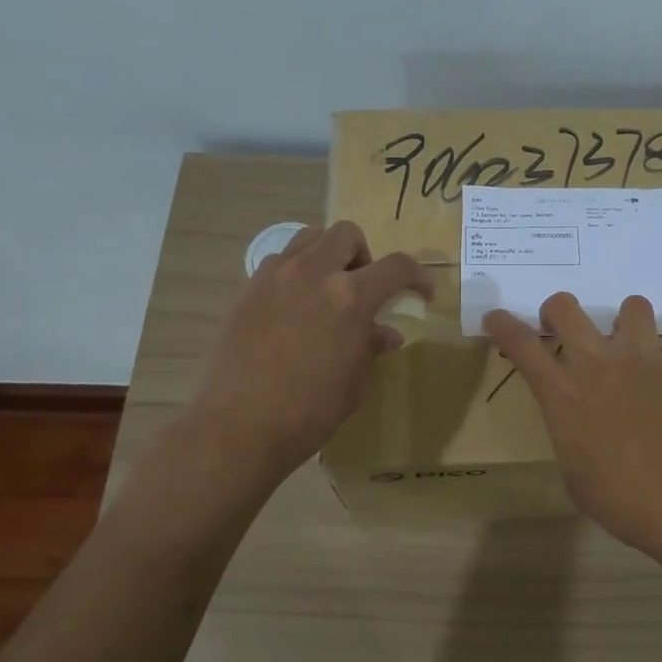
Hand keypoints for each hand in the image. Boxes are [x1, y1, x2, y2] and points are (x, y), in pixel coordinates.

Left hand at [193, 221, 432, 482]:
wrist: (240, 427)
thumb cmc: (309, 411)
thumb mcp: (354, 383)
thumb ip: (371, 347)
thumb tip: (385, 333)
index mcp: (350, 297)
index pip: (396, 267)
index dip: (418, 275)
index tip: (422, 292)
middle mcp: (313, 274)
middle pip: (346, 235)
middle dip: (364, 255)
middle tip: (363, 289)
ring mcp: (275, 277)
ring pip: (308, 238)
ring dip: (327, 256)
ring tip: (327, 291)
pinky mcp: (247, 290)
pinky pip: (278, 262)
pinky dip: (295, 273)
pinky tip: (294, 308)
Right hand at [484, 292, 661, 559]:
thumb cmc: (625, 503)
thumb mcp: (576, 476)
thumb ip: (570, 434)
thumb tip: (578, 424)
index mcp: (564, 395)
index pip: (521, 344)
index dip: (503, 325)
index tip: (497, 318)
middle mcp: (599, 364)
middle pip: (566, 307)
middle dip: (557, 311)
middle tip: (565, 329)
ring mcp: (646, 358)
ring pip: (632, 306)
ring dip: (626, 320)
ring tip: (631, 343)